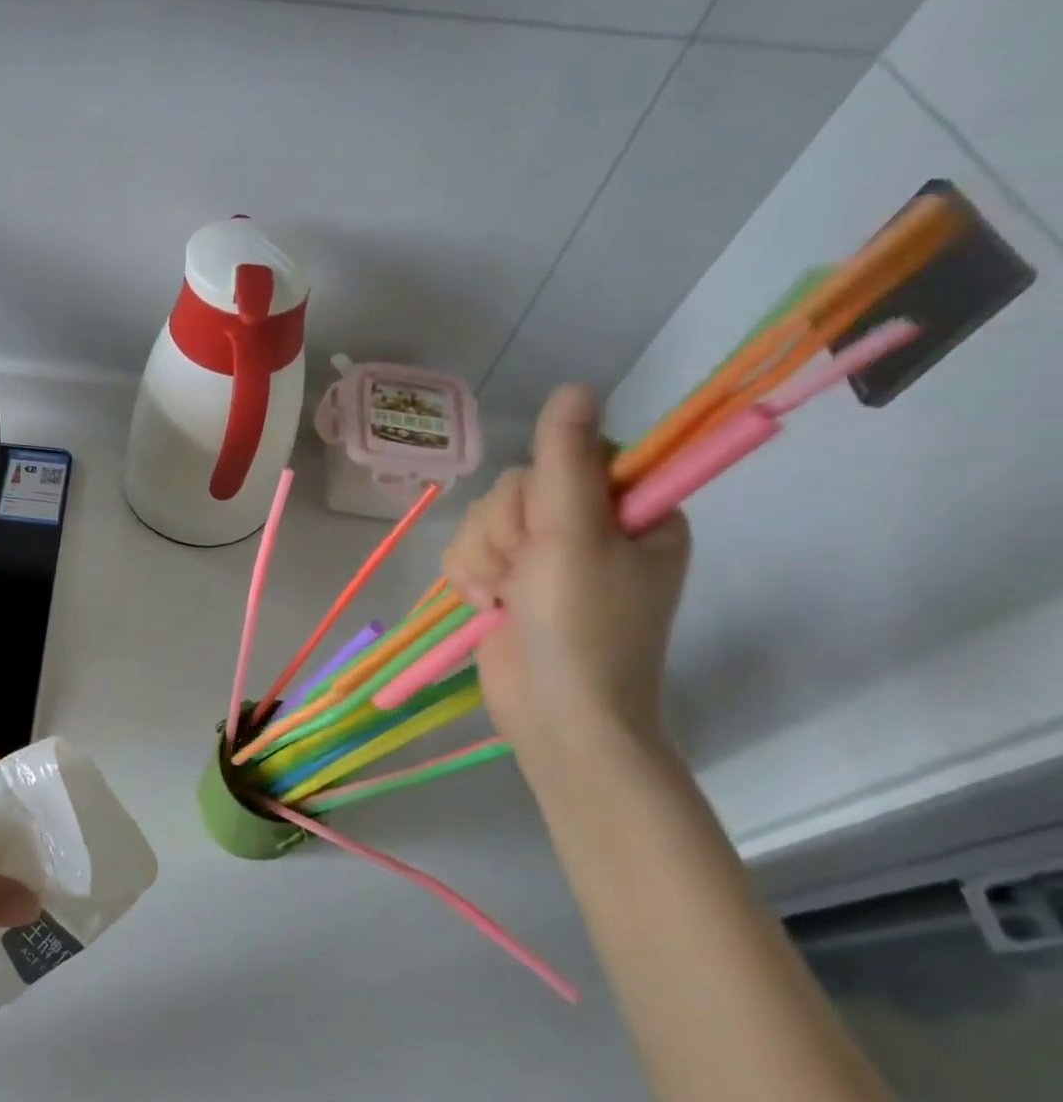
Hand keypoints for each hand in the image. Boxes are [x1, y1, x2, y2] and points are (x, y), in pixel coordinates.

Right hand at [443, 384, 689, 768]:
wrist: (557, 715)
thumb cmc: (581, 628)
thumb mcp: (575, 537)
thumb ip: (566, 460)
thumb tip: (574, 386)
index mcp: (632, 511)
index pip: (573, 456)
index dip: (545, 488)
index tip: (551, 529)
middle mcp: (590, 528)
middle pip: (519, 487)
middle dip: (507, 531)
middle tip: (526, 572)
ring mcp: (546, 558)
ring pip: (486, 517)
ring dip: (482, 556)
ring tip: (501, 596)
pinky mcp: (508, 582)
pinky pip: (469, 548)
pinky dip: (468, 576)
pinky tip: (484, 604)